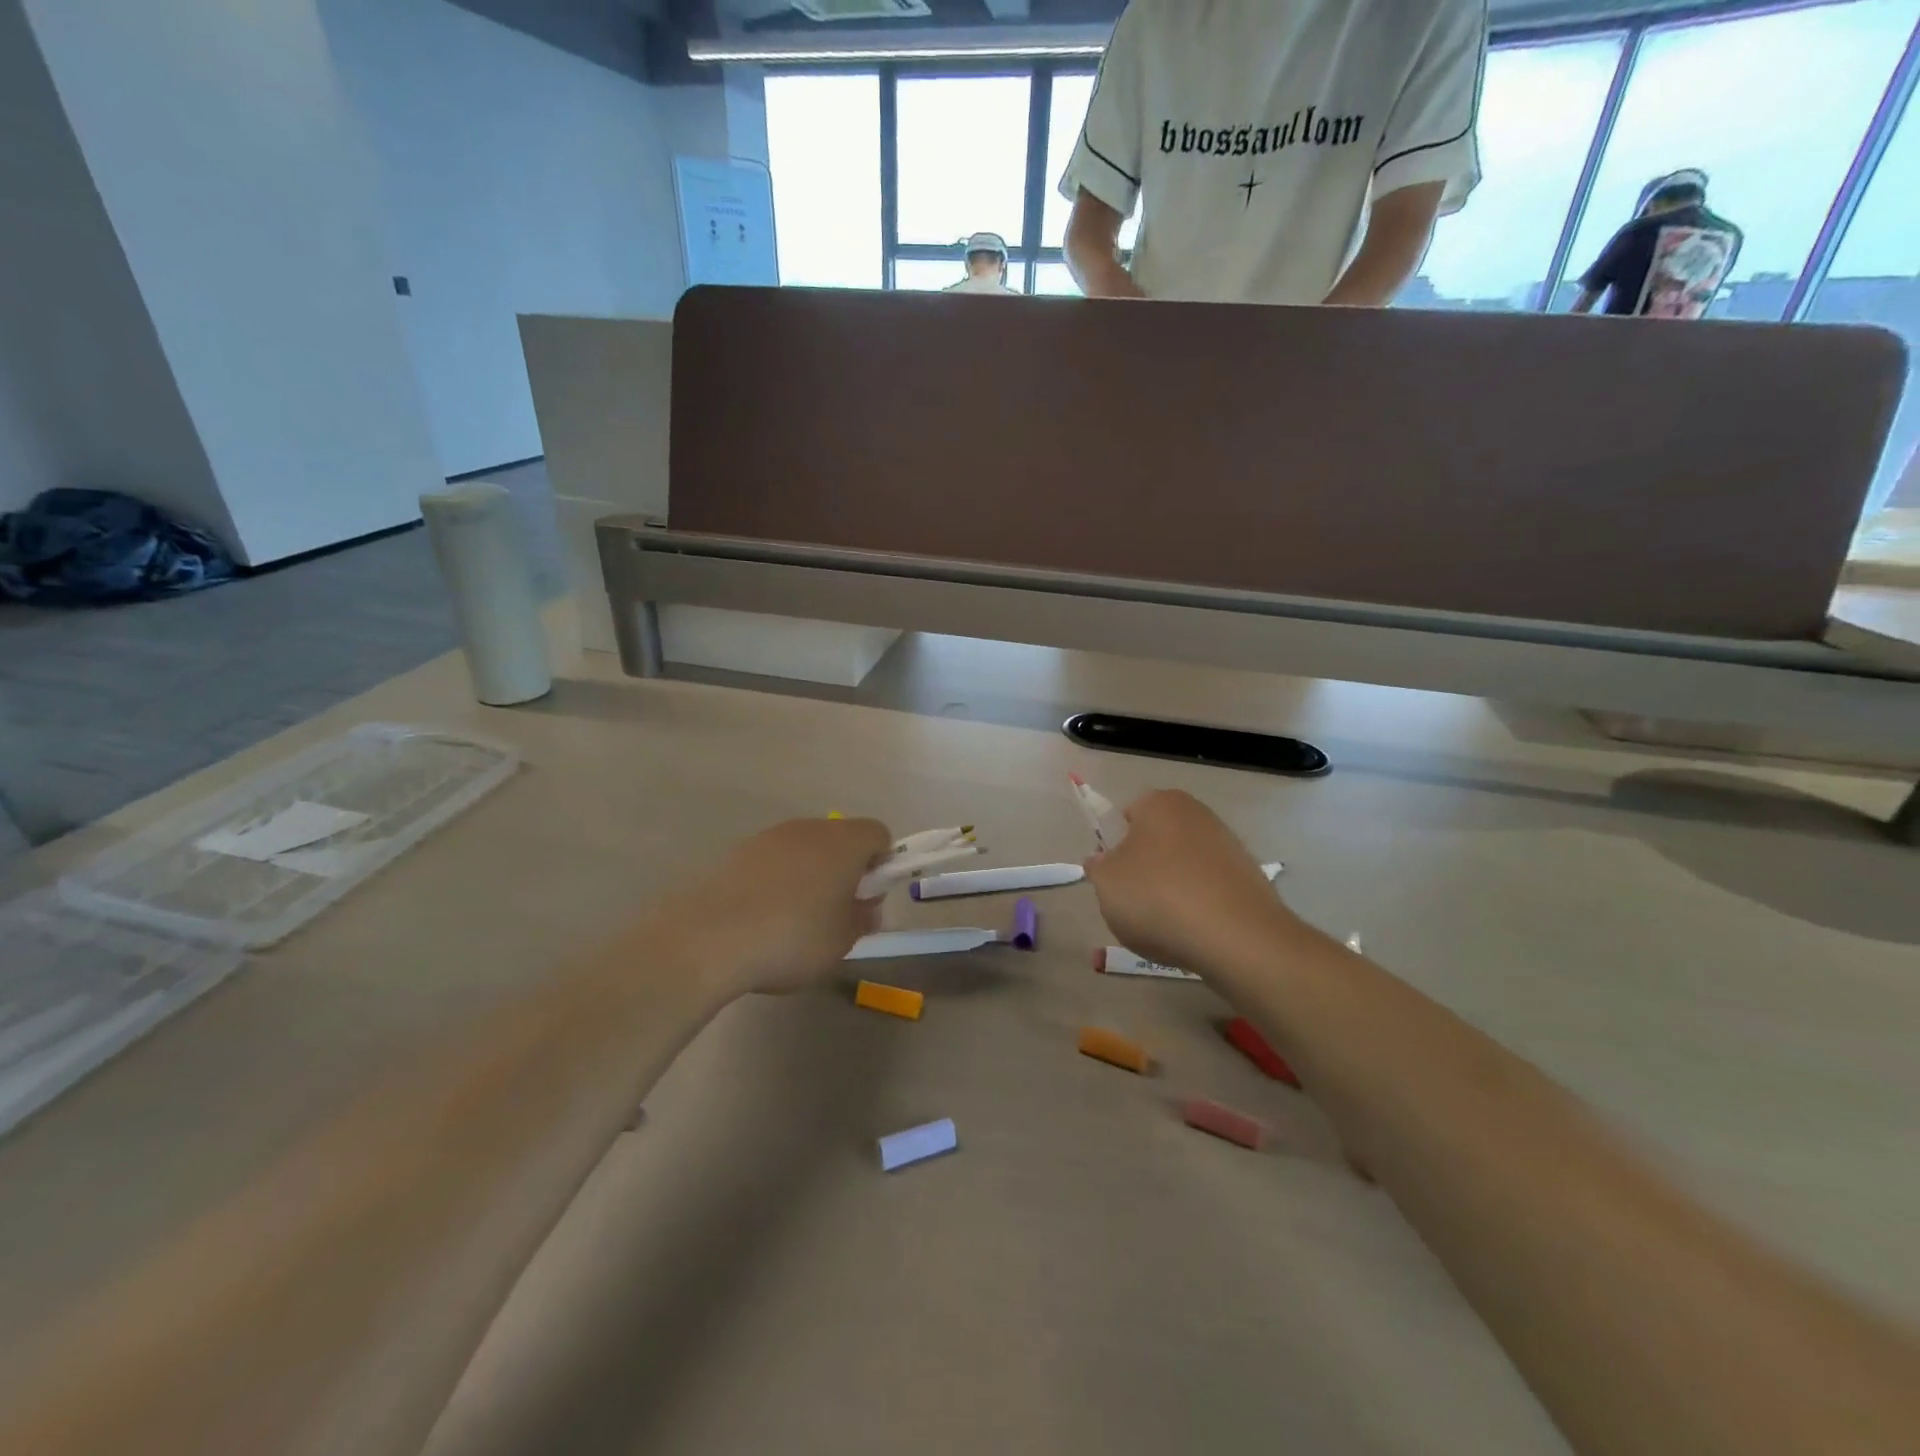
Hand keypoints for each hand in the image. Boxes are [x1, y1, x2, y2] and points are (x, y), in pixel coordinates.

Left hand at [664, 817, 892, 998]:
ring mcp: (770, 836)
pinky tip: (762, 917)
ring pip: (805, 848)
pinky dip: (777, 880)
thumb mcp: (843, 941)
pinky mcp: (738, 851)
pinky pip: (773, 860)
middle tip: (836, 912)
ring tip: (794, 919)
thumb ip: (862, 919)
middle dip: (844, 869)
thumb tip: (866, 907)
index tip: (868, 897)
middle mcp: (810, 828)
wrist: (709, 938)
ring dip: (809, 874)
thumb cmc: (793, 937)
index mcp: (844, 842)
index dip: (881, 864)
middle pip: (840, 838)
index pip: (879, 835)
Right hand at [1084, 791, 1297, 977]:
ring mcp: (1229, 845)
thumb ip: (1098, 866)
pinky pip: (1210, 889)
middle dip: (1145, 868)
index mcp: (1160, 803)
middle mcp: (1198, 814)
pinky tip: (1194, 933)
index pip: (1127, 815)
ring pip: (1184, 867)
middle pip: (1157, 841)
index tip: (1114, 876)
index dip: (1115, 846)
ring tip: (1166, 925)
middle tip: (1135, 902)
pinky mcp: (1250, 878)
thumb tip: (1104, 860)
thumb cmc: (1158, 897)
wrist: (1236, 937)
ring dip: (1173, 889)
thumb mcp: (1106, 883)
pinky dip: (1199, 907)